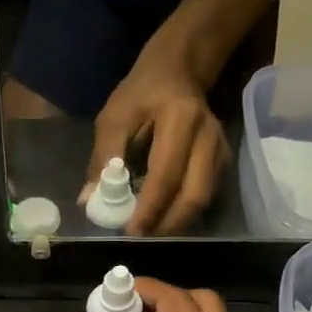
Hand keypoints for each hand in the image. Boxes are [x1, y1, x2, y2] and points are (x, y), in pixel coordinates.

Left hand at [85, 48, 230, 235]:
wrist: (178, 71)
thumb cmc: (141, 93)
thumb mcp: (113, 117)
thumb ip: (103, 157)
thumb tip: (89, 200)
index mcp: (181, 120)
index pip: (167, 174)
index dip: (149, 208)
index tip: (130, 232)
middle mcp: (209, 137)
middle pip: (194, 195)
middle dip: (167, 224)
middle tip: (140, 240)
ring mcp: (221, 150)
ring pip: (203, 200)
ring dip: (176, 223)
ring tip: (148, 233)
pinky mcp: (222, 161)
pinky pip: (205, 195)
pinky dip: (183, 212)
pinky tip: (161, 219)